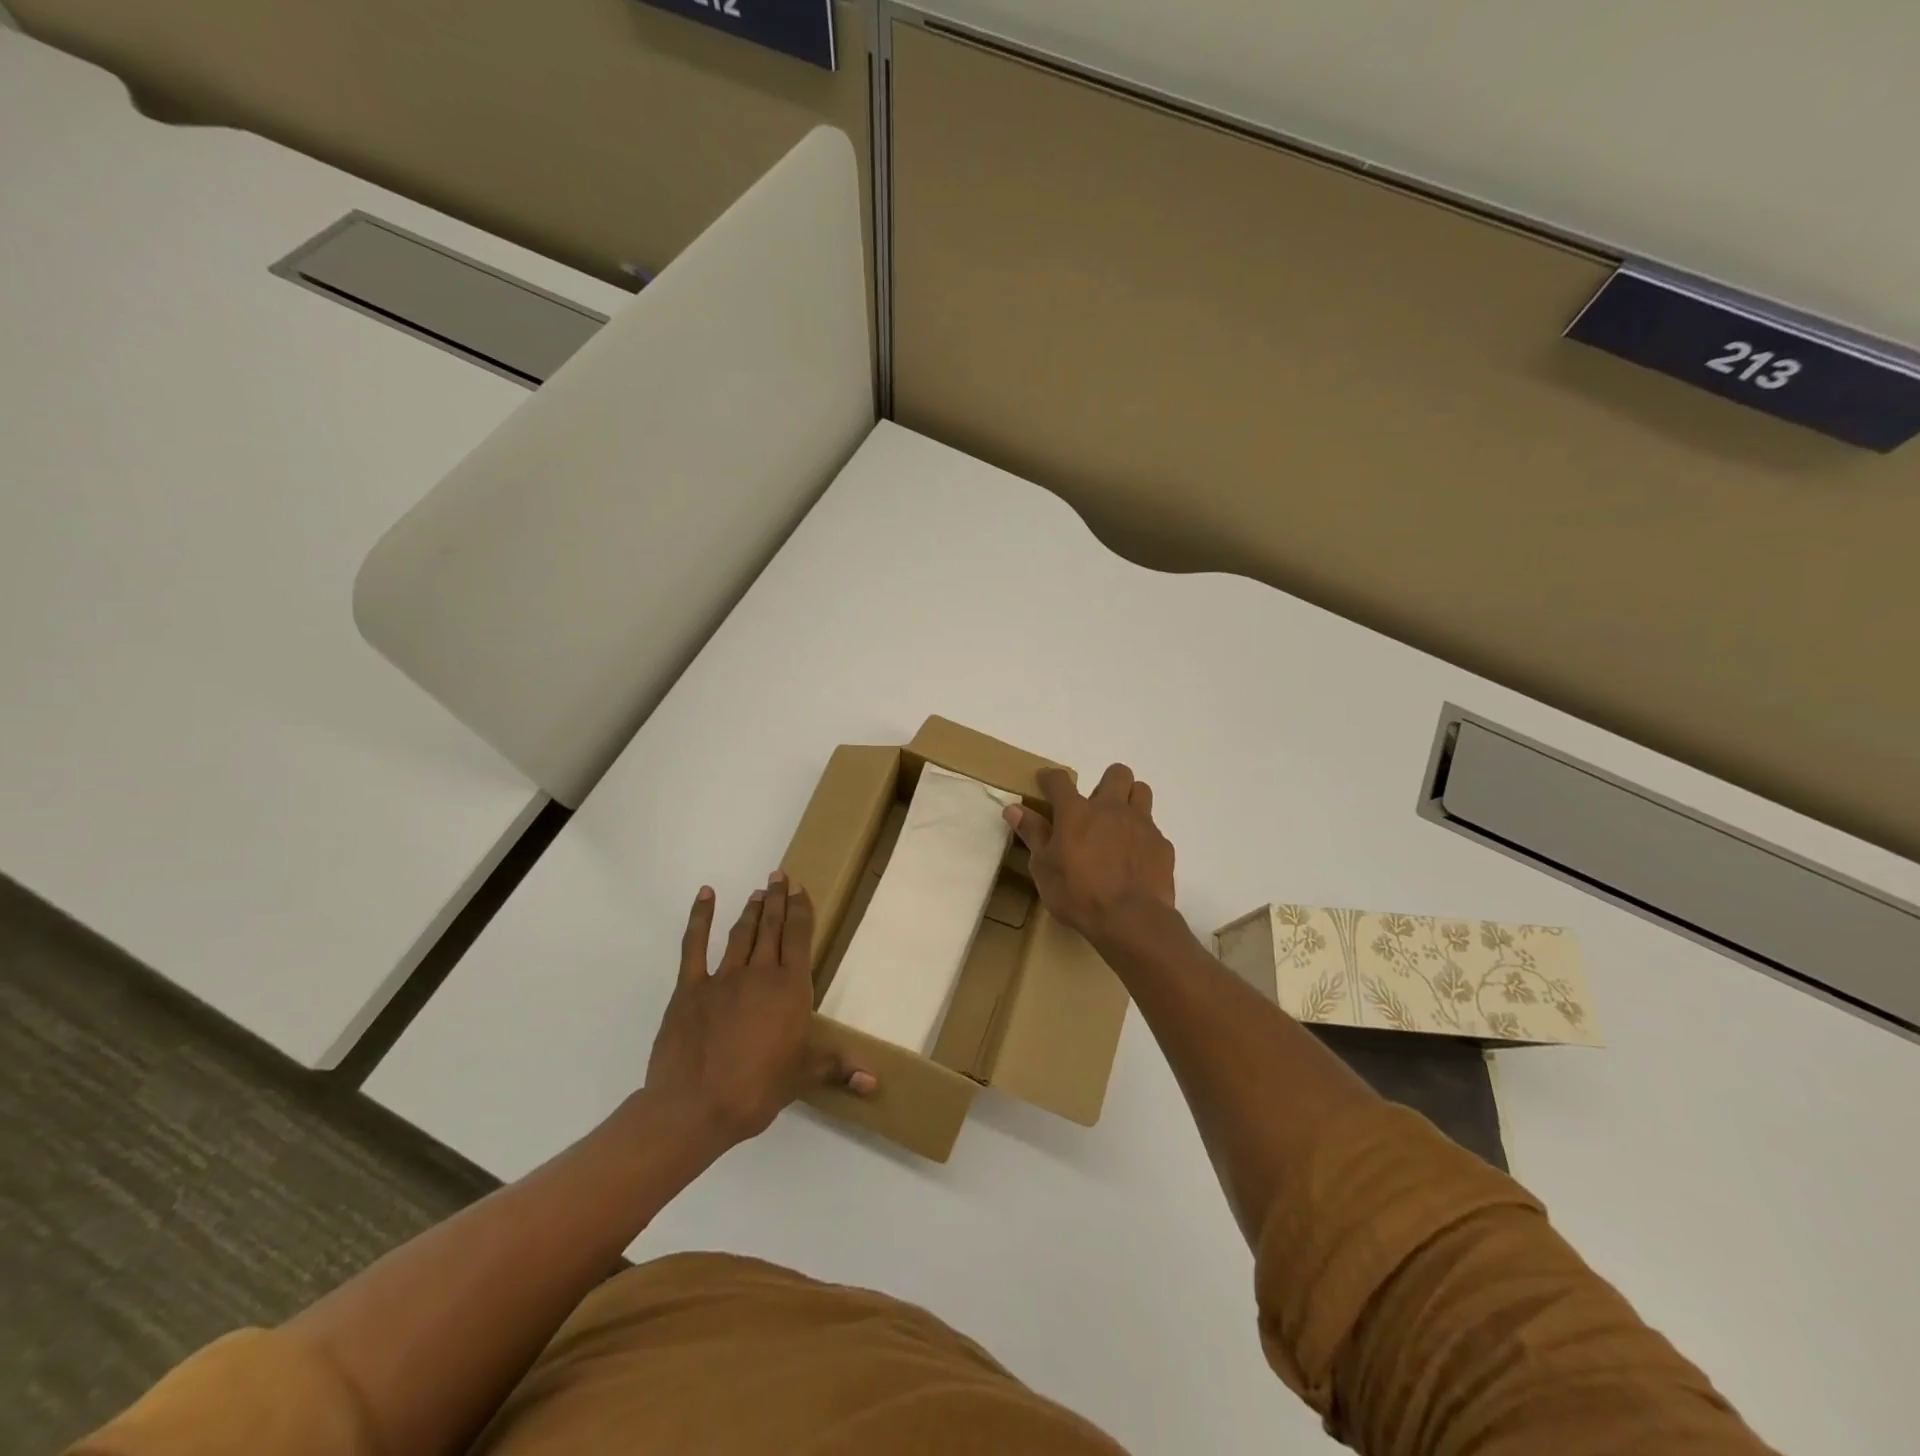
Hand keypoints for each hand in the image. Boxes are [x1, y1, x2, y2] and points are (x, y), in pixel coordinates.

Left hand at [645, 872, 875, 1153]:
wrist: (696, 1106)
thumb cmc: (757, 1089)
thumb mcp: (803, 1076)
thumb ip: (839, 1068)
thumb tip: (875, 1083)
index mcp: (790, 989)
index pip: (799, 937)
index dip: (801, 910)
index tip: (800, 888)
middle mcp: (760, 973)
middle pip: (771, 927)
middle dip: (777, 899)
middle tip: (780, 875)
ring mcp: (723, 977)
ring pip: (741, 933)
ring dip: (751, 910)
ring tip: (758, 892)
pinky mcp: (689, 987)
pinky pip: (694, 945)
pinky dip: (699, 917)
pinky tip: (705, 895)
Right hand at [1004, 764, 1178, 951]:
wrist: (1131, 920)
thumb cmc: (1078, 894)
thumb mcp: (1043, 868)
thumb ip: (1033, 834)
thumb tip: (1014, 808)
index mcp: (1076, 812)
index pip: (1059, 780)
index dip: (1050, 777)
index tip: (1045, 781)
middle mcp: (1111, 809)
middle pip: (1116, 773)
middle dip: (1106, 782)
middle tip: (1095, 808)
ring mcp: (1141, 824)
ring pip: (1141, 792)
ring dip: (1130, 800)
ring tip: (1119, 824)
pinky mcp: (1161, 844)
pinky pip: (1153, 829)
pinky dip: (1142, 837)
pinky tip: (1135, 858)